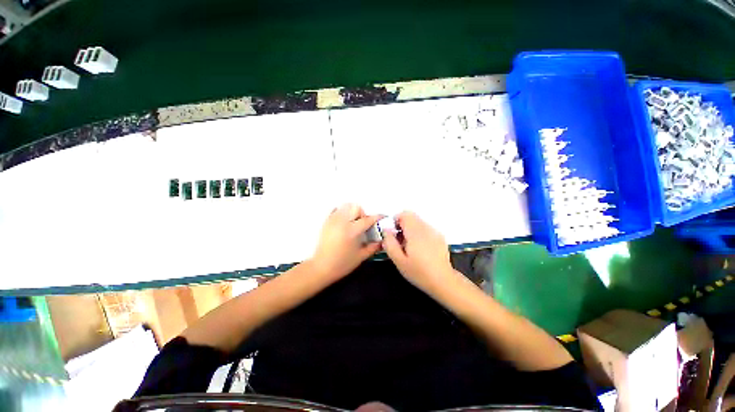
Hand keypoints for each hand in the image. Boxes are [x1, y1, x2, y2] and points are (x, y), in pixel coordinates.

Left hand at [309, 203, 381, 281]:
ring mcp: (333, 220)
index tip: (382, 217)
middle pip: (356, 208)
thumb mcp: (361, 257)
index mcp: (352, 231)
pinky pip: (336, 210)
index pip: (368, 219)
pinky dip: (342, 212)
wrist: (321, 267)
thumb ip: (373, 247)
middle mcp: (342, 222)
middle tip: (363, 224)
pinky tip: (344, 222)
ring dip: (352, 212)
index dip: (377, 217)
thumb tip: (382, 241)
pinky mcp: (326, 222)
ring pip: (345, 206)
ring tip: (353, 223)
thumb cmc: (342, 264)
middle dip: (362, 214)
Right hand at [381, 211, 458, 295]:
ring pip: (418, 222)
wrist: (443, 281)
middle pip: (412, 216)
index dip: (396, 220)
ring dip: (411, 229)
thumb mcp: (399, 261)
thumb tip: (386, 230)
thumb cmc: (419, 272)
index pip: (405, 214)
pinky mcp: (440, 237)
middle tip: (399, 241)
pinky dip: (419, 233)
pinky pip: (426, 228)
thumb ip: (389, 243)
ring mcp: (435, 232)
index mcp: (415, 232)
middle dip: (402, 225)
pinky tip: (420, 249)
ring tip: (409, 246)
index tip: (393, 233)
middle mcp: (426, 228)